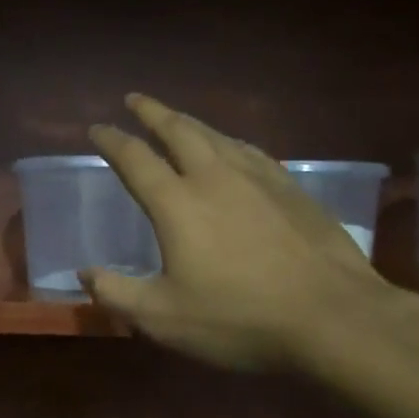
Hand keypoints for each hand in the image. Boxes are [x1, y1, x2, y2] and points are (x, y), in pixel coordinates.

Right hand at [83, 94, 396, 370]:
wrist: (334, 317)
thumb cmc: (239, 318)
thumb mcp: (163, 318)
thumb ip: (117, 294)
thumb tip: (84, 275)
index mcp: (177, 203)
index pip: (135, 159)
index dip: (112, 141)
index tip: (96, 128)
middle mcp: (215, 178)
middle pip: (178, 131)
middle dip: (152, 112)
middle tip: (135, 99)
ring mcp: (259, 180)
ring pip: (217, 136)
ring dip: (190, 122)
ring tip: (177, 118)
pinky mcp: (292, 191)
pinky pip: (251, 151)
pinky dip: (230, 142)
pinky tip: (234, 149)